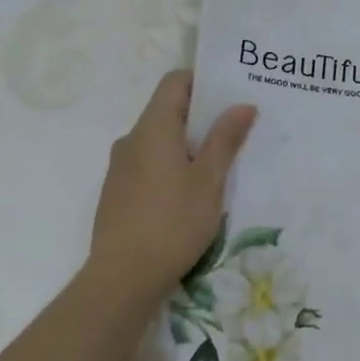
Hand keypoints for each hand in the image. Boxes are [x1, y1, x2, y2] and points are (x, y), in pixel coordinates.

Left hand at [83, 71, 255, 309]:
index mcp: (153, 128)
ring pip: (158, 139)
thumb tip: (242, 104)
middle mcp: (131, 139)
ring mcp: (120, 167)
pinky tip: (189, 192)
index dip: (202, 81)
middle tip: (235, 129)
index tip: (230, 94)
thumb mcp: (209, 180)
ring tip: (217, 164)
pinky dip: (170, 164)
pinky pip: (148, 162)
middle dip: (201, 115)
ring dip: (186, 143)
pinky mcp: (117, 192)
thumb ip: (225, 139)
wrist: (122, 279)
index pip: (175, 82)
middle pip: (167, 110)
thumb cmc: (172, 222)